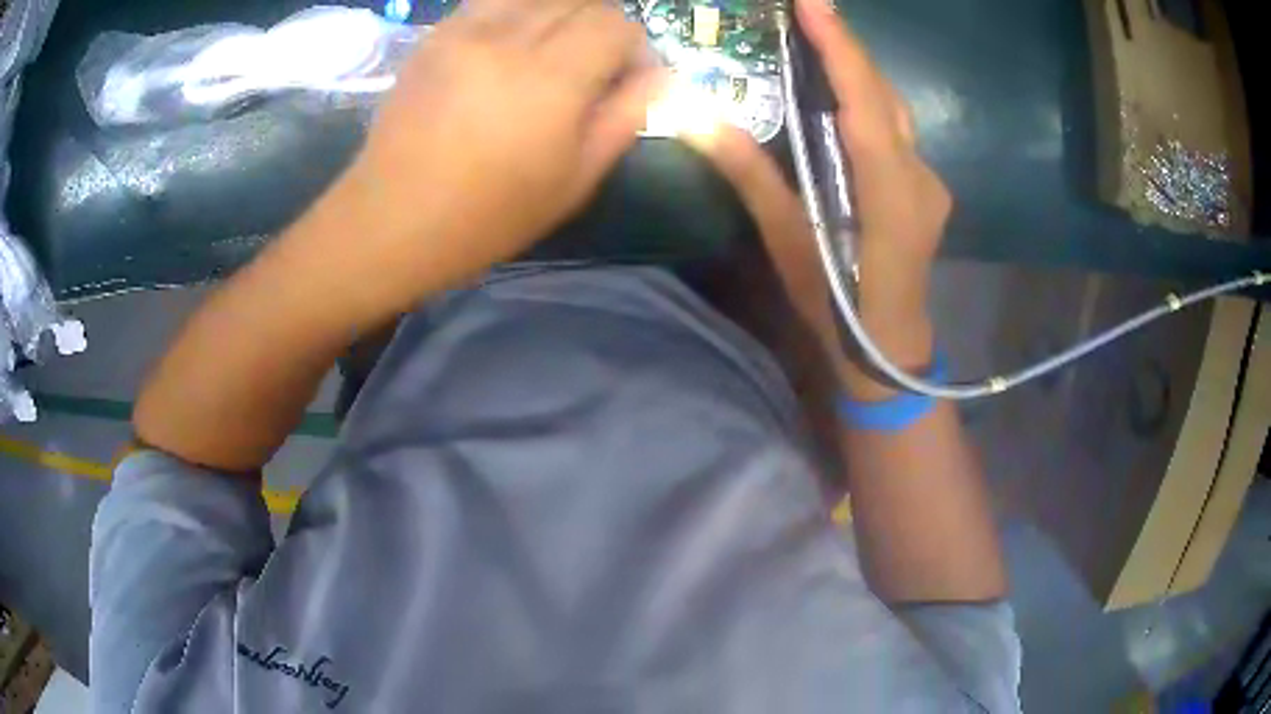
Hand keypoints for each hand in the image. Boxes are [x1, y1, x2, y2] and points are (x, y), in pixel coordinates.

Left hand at [302, 0, 662, 318]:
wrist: (392, 218)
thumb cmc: (488, 215)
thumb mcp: (573, 181)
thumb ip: (624, 117)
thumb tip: (659, 74)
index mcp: (550, 78)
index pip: (616, 24)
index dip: (633, 47)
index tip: (626, 79)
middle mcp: (509, 36)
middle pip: (582, 0)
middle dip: (602, 27)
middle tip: (593, 67)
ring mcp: (465, 29)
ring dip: (561, 14)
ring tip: (553, 52)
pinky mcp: (436, 33)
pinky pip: (494, 1)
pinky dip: (519, 13)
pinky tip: (511, 47)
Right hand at [687, 0, 949, 384]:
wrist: (889, 349)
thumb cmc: (837, 307)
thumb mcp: (788, 243)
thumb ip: (750, 176)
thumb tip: (697, 118)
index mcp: (889, 197)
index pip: (866, 106)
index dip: (841, 50)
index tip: (812, 4)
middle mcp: (921, 179)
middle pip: (885, 97)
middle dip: (847, 46)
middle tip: (808, 9)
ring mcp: (932, 183)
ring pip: (896, 109)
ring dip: (858, 70)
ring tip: (820, 37)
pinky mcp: (929, 189)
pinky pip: (898, 130)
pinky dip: (868, 101)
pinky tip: (842, 95)